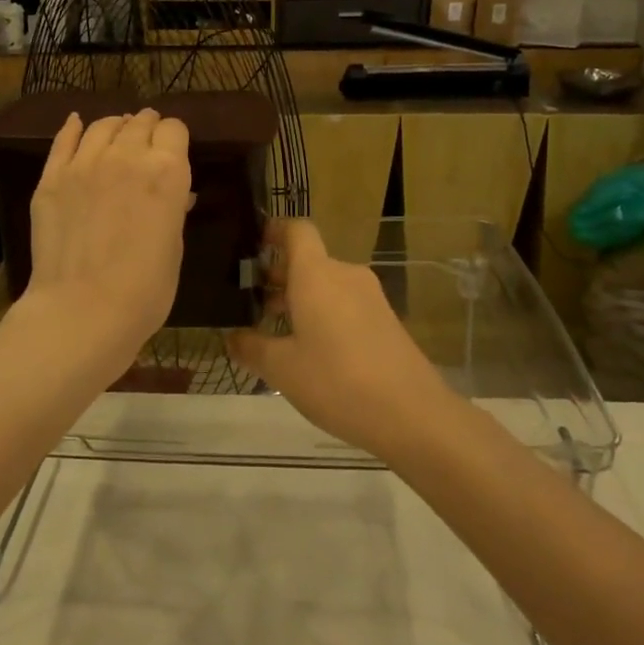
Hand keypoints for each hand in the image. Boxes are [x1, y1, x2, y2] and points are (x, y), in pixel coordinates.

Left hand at [16, 108, 191, 377]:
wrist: (82, 310)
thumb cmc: (144, 290)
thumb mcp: (174, 248)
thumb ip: (172, 210)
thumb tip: (175, 194)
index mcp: (167, 172)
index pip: (174, 130)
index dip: (175, 138)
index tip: (173, 150)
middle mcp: (127, 156)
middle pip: (139, 123)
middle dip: (147, 128)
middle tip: (147, 141)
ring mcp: (84, 163)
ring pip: (102, 126)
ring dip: (114, 127)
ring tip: (117, 133)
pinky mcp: (51, 178)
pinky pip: (63, 140)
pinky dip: (73, 128)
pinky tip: (76, 124)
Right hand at [229, 219, 452, 458]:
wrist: (412, 414)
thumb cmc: (337, 381)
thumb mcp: (282, 369)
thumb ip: (251, 347)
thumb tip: (231, 336)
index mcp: (317, 274)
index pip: (296, 230)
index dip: (273, 230)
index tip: (251, 246)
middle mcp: (345, 275)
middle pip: (309, 260)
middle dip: (278, 276)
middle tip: (249, 302)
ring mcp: (370, 297)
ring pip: (326, 285)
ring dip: (300, 299)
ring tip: (274, 331)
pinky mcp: (385, 320)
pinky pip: (345, 304)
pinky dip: (323, 314)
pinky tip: (310, 351)